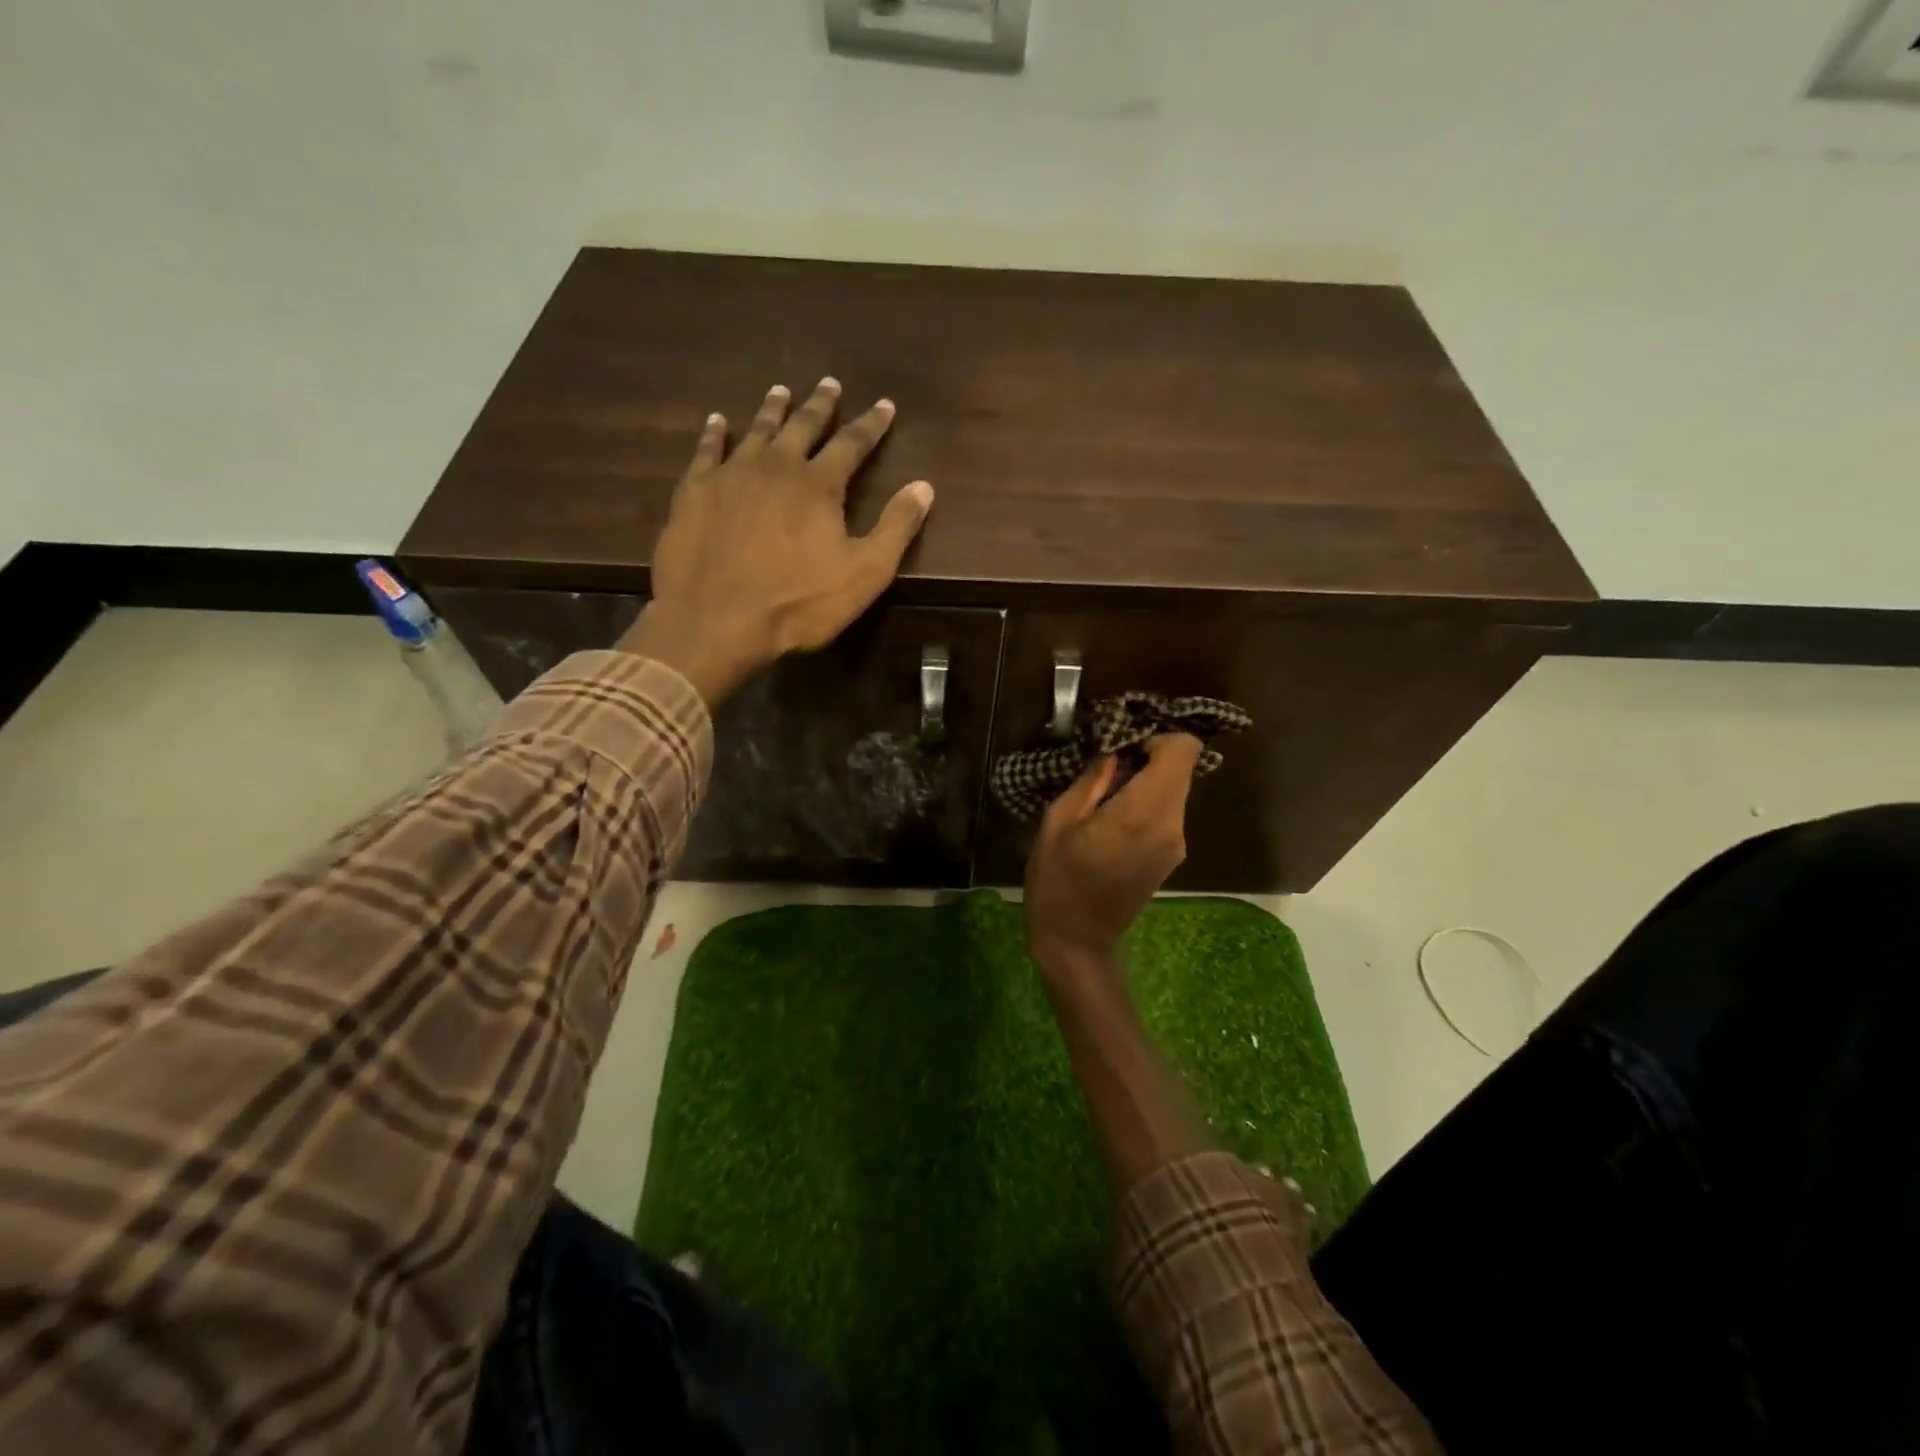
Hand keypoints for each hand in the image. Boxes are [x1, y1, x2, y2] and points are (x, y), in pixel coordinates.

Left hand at [616, 378, 934, 705]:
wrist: (716, 620)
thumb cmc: (798, 603)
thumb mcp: (865, 573)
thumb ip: (896, 527)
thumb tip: (924, 486)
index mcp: (819, 484)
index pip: (853, 443)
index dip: (871, 424)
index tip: (884, 405)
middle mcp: (775, 466)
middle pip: (802, 426)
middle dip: (820, 405)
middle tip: (829, 383)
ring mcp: (730, 475)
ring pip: (756, 431)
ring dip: (772, 410)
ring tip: (780, 391)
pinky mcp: (694, 492)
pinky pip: (707, 451)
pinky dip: (715, 433)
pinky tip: (717, 422)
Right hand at [1023, 735, 1203, 978]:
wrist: (1076, 941)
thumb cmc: (1056, 880)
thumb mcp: (1059, 821)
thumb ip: (1092, 780)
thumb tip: (1114, 751)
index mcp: (1142, 812)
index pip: (1183, 750)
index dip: (1157, 737)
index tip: (1122, 745)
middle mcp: (1171, 825)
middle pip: (1180, 768)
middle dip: (1148, 757)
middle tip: (1105, 767)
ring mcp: (1176, 844)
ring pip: (1174, 789)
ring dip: (1145, 781)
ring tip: (1101, 795)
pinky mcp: (1172, 856)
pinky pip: (1167, 812)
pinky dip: (1146, 802)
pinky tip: (1110, 819)